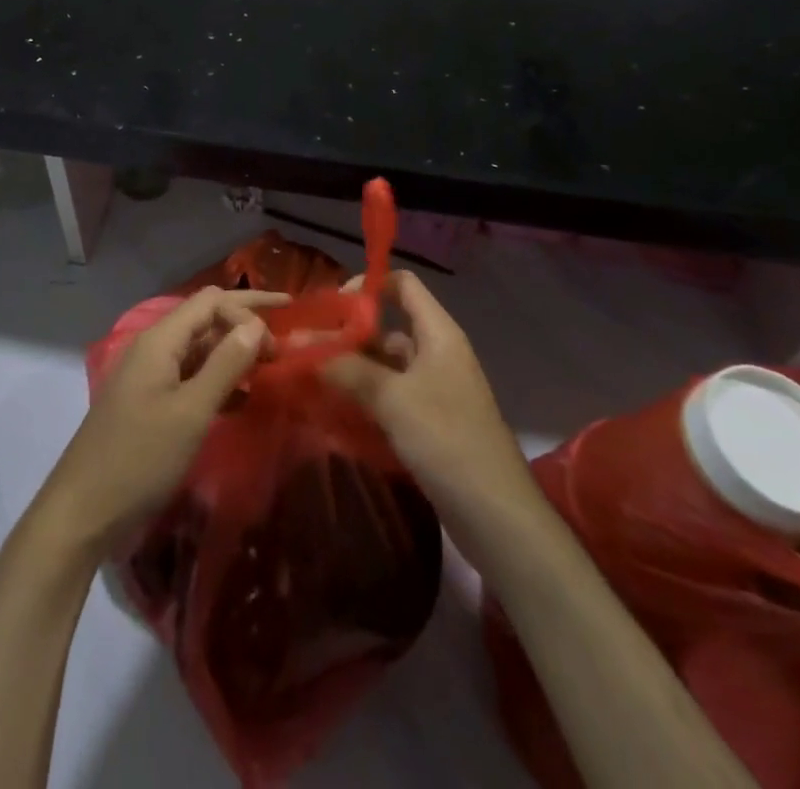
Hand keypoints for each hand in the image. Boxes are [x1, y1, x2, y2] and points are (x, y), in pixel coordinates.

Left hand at [35, 287, 284, 560]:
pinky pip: (190, 376)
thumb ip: (226, 364)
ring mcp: (148, 375)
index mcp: (160, 340)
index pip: (211, 301)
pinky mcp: (148, 402)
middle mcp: (153, 347)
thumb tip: (256, 325)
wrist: (82, 512)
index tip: (277, 347)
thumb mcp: (191, 412)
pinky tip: (241, 399)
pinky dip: (217, 379)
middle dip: (244, 322)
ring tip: (268, 368)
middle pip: (205, 318)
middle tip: (284, 337)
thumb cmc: (140, 458)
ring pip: (199, 348)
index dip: (248, 311)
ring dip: (233, 352)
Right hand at [321, 271, 536, 547]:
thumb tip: (303, 346)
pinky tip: (334, 408)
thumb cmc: (447, 439)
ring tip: (309, 375)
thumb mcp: (392, 398)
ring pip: (385, 365)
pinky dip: (364, 397)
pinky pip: (390, 396)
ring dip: (351, 368)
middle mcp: (437, 354)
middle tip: (305, 346)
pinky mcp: (429, 423)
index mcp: (438, 333)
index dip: (368, 285)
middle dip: (347, 334)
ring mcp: (434, 390)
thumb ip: (347, 368)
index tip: (330, 306)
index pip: (403, 285)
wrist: (496, 515)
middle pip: (388, 327)